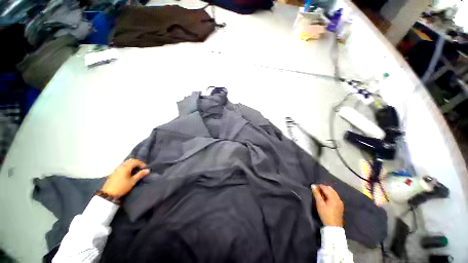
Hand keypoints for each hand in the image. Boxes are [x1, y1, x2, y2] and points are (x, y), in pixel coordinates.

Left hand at [101, 159, 149, 198]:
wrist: (108, 194)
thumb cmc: (122, 187)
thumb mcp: (133, 181)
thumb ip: (140, 175)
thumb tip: (147, 170)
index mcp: (126, 167)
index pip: (136, 161)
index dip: (142, 163)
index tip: (145, 168)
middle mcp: (121, 166)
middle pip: (130, 161)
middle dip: (137, 162)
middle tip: (141, 167)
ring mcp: (117, 169)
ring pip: (126, 163)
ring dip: (132, 164)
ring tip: (136, 169)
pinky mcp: (114, 172)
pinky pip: (122, 166)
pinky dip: (127, 166)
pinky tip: (129, 172)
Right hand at [312, 184, 343, 226]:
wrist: (333, 227)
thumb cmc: (325, 214)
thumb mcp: (319, 204)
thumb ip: (316, 194)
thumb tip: (313, 185)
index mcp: (333, 197)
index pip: (325, 188)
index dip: (319, 186)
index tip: (313, 187)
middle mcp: (338, 198)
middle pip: (330, 189)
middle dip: (323, 188)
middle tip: (316, 190)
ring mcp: (340, 202)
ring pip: (333, 192)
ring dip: (326, 191)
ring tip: (320, 194)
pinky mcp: (340, 205)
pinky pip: (335, 196)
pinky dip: (330, 195)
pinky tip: (326, 198)